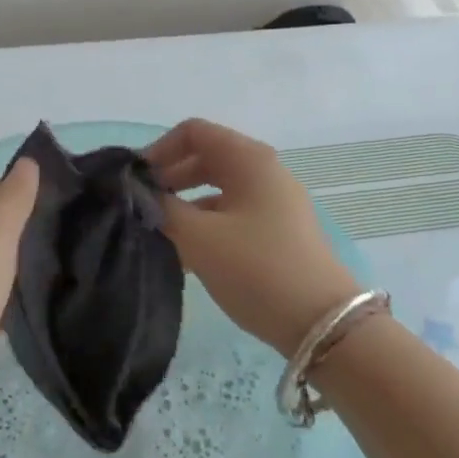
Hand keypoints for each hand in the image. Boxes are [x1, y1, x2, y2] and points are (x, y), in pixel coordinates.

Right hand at [147, 119, 358, 354]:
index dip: (159, 150)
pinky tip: (184, 255)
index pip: (193, 132)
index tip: (136, 182)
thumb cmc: (257, 269)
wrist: (322, 325)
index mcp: (248, 159)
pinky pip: (231, 213)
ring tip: (157, 233)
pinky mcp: (277, 231)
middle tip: (141, 206)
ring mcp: (273, 202)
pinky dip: (204, 224)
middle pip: (205, 157)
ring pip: (217, 188)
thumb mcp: (199, 238)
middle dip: (169, 177)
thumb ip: (161, 208)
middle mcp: (263, 171)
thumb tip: (137, 194)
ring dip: (184, 204)